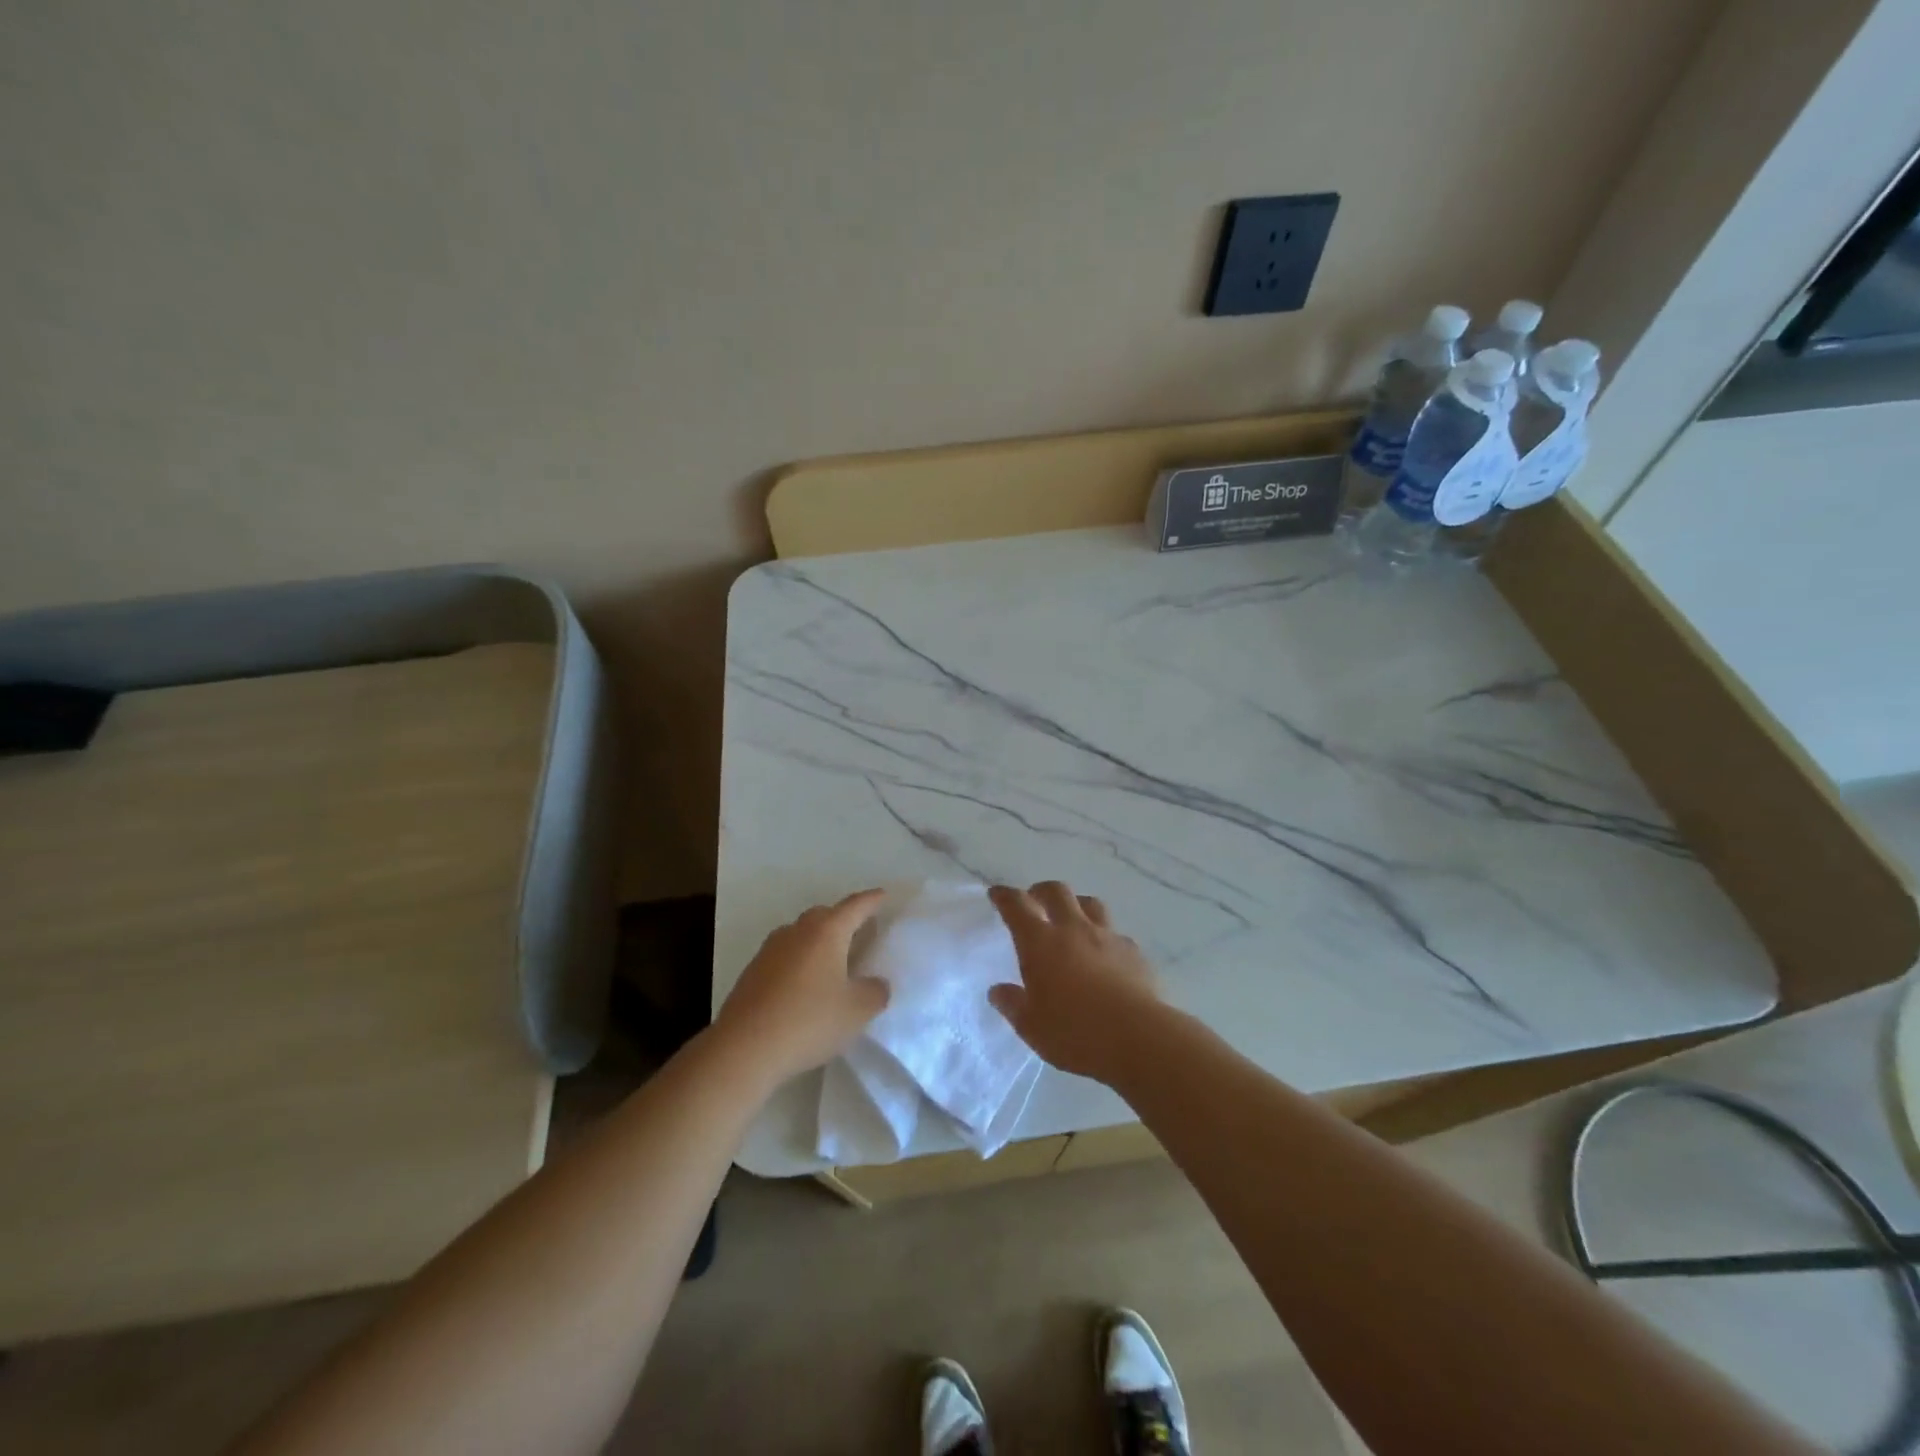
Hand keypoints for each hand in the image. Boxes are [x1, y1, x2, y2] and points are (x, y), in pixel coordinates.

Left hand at [714, 890, 889, 1083]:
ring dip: (819, 942)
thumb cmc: (809, 1021)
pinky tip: (806, 986)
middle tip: (862, 932)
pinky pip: (786, 956)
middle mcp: (797, 931)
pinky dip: (801, 962)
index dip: (872, 900)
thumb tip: (875, 983)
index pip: (855, 906)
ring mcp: (770, 950)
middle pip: (825, 915)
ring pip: (802, 935)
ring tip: (834, 961)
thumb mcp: (857, 1011)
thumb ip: (875, 991)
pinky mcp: (753, 972)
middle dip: (844, 919)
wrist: (743, 1048)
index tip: (883, 895)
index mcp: (826, 931)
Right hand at [987, 881, 1161, 1082]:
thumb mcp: (1031, 1026)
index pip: (1017, 905)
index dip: (1005, 896)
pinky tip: (1105, 956)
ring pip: (1090, 904)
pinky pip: (1116, 934)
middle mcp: (1073, 929)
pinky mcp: (1133, 952)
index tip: (997, 893)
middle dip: (1041, 891)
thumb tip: (998, 991)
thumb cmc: (1074, 1032)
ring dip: (1076, 905)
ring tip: (1072, 919)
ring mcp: (1107, 937)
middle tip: (1034, 900)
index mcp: (1040, 942)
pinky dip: (1105, 937)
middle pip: (1056, 892)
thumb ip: (1012, 1004)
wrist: (1138, 1037)